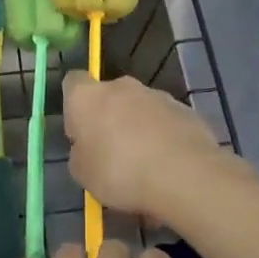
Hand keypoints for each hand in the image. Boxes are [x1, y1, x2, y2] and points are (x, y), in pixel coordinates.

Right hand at [61, 74, 234, 222]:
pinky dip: (163, 138)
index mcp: (88, 96)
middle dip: (109, 119)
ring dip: (138, 129)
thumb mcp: (82, 174)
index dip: (74, 106)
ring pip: (140, 109)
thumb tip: (88, 147)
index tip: (79, 133)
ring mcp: (157, 95)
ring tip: (144, 166)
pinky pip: (165, 122)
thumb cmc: (119, 172)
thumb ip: (81, 153)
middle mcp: (121, 86)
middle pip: (109, 96)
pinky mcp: (185, 110)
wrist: (183, 175)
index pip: (72, 82)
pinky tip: (167, 167)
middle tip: (111, 154)